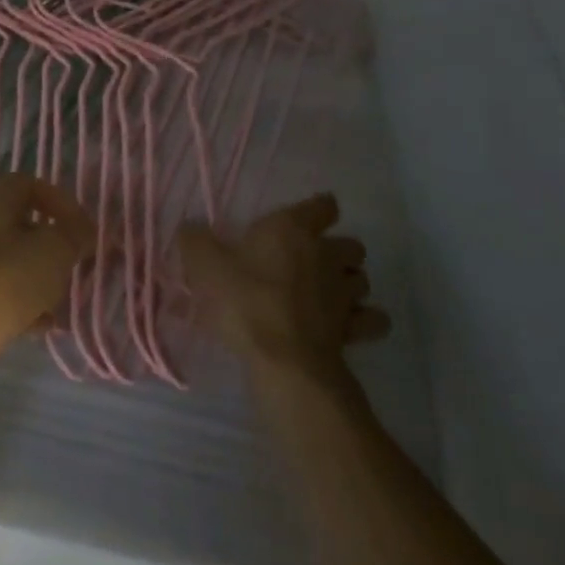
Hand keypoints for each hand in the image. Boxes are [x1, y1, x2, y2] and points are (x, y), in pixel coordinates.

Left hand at [0, 174, 95, 391]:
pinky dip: (21, 303)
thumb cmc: (5, 282)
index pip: (29, 184)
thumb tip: (84, 230)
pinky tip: (40, 326)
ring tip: (61, 301)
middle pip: (20, 224)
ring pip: (11, 260)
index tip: (82, 229)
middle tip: (74, 266)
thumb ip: (74, 236)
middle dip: (52, 245)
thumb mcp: (53, 253)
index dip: (60, 201)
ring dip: (39, 277)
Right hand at [179, 194, 388, 381]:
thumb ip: (195, 240)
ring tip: (328, 294)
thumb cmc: (243, 300)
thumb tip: (191, 228)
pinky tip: (347, 326)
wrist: (282, 359)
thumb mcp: (204, 265)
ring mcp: (345, 293)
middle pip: (351, 244)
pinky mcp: (356, 329)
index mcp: (293, 229)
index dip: (317, 209)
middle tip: (311, 263)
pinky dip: (365, 320)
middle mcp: (326, 254)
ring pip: (363, 279)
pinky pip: (373, 320)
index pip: (323, 205)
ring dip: (350, 284)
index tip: (304, 219)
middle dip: (337, 251)